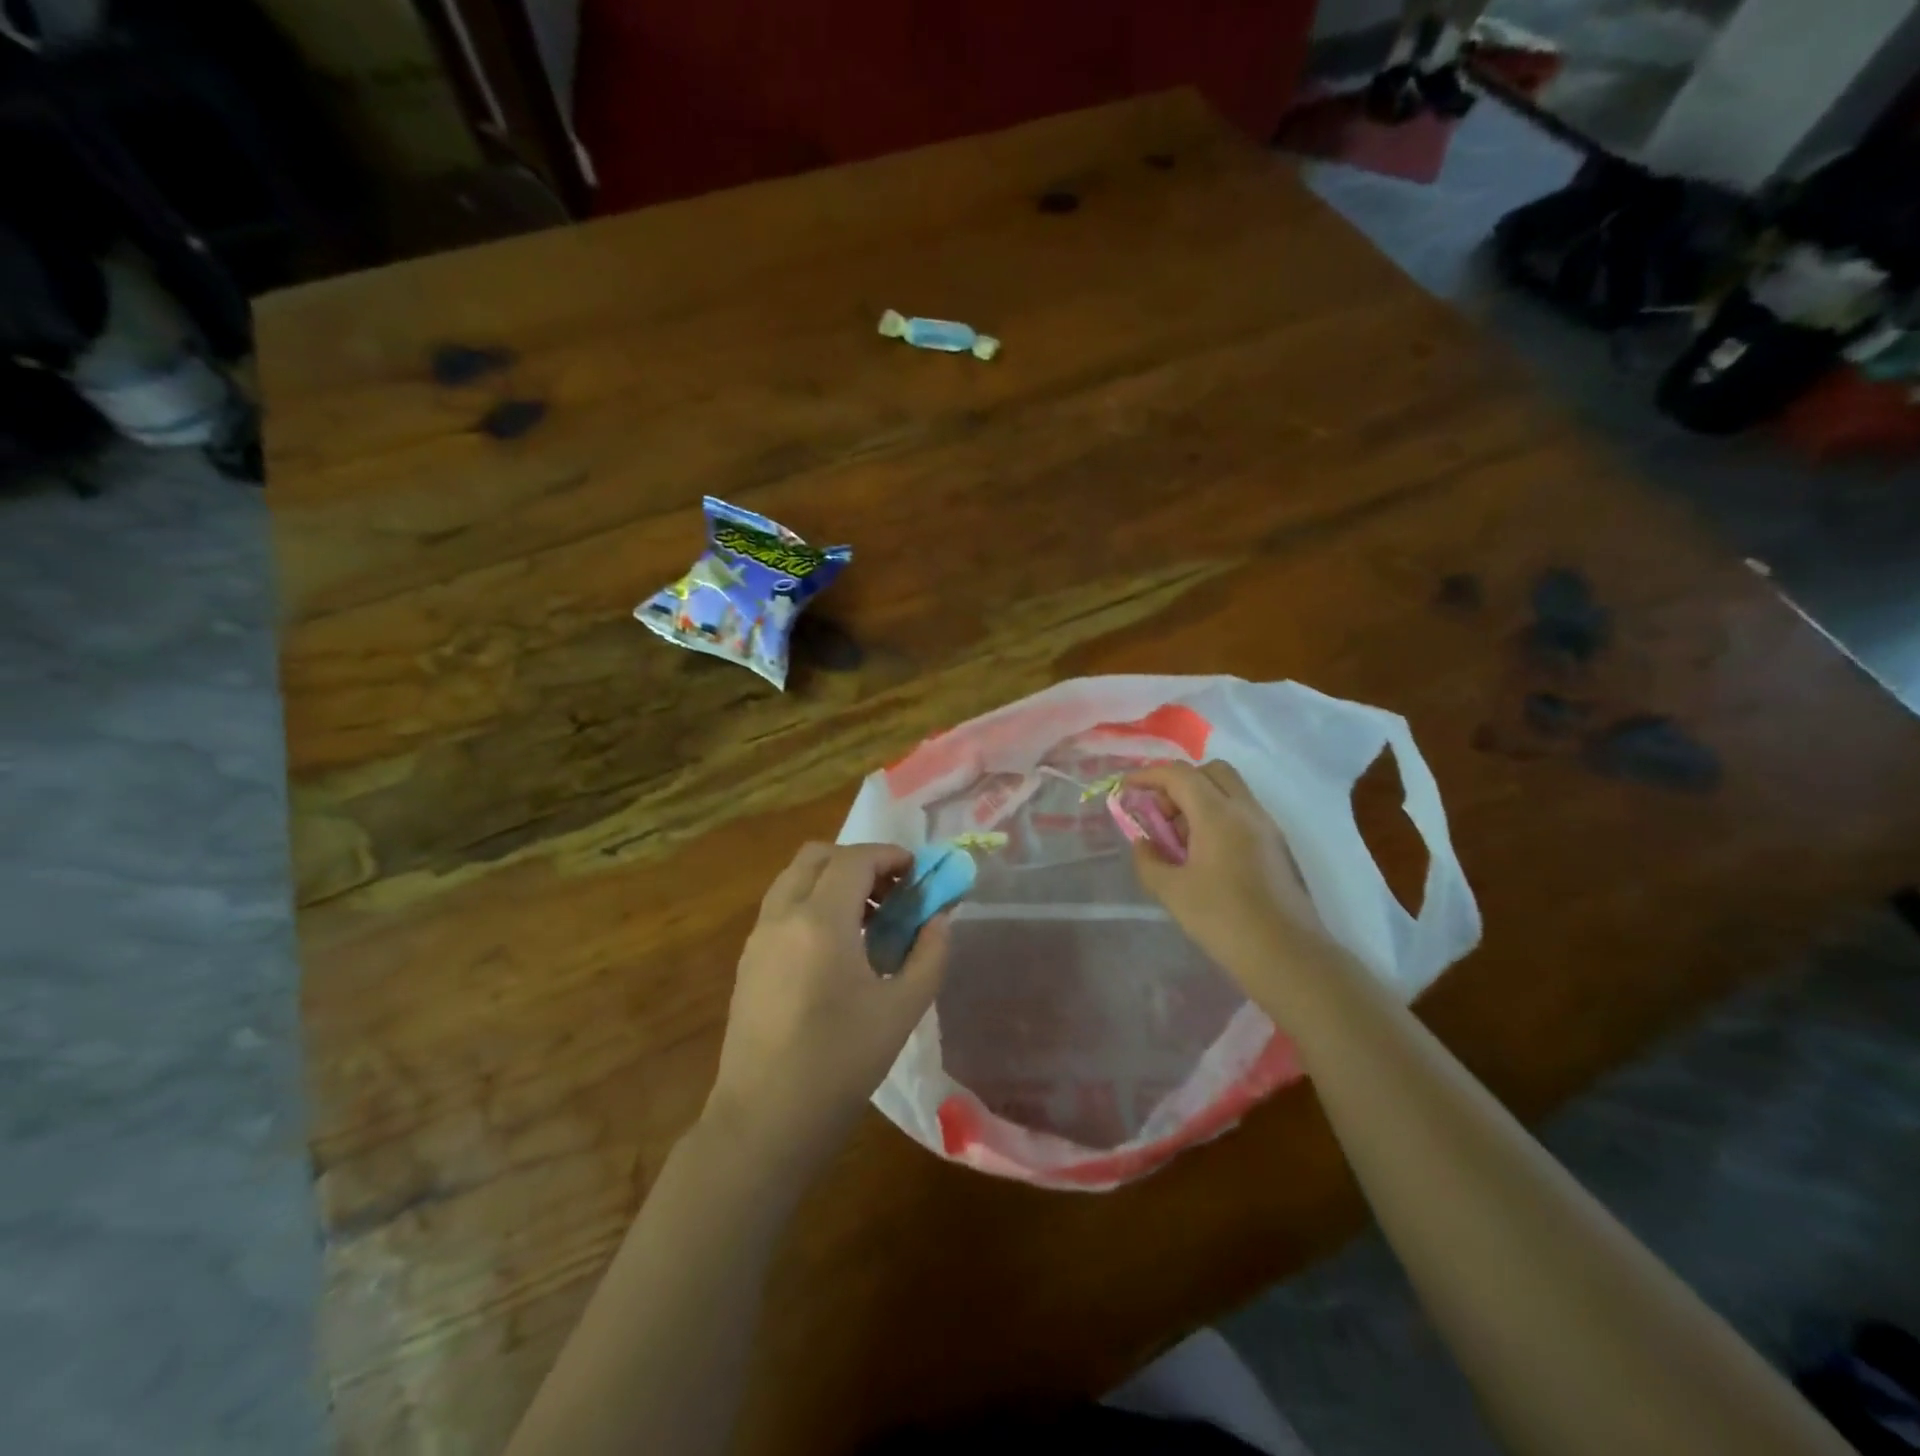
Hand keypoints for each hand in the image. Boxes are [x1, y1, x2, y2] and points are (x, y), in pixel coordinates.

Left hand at [704, 842, 949, 1171]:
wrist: (764, 1122)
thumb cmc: (839, 1064)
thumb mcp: (901, 1010)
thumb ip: (929, 954)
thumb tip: (938, 920)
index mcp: (820, 921)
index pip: (855, 859)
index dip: (890, 856)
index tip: (918, 873)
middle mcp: (782, 916)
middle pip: (817, 856)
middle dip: (858, 861)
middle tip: (891, 892)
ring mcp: (758, 937)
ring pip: (794, 879)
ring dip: (832, 881)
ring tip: (868, 920)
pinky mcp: (748, 961)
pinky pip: (782, 908)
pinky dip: (811, 904)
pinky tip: (837, 949)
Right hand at [1124, 761, 1327, 996]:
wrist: (1288, 957)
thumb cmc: (1224, 921)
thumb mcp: (1172, 892)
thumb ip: (1149, 860)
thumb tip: (1143, 843)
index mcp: (1218, 814)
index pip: (1179, 775)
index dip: (1148, 775)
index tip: (1125, 789)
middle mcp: (1246, 810)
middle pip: (1210, 771)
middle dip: (1178, 782)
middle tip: (1159, 814)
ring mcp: (1266, 826)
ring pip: (1229, 790)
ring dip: (1198, 799)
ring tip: (1178, 838)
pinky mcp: (1275, 845)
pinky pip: (1241, 811)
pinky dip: (1216, 816)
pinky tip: (1203, 853)